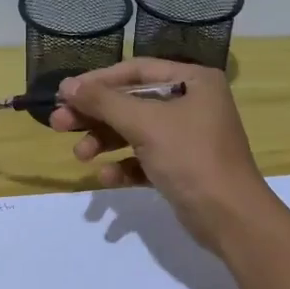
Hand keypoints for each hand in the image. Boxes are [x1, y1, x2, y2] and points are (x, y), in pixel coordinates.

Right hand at [50, 59, 274, 254]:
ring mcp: (188, 136)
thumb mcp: (145, 124)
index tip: (65, 94)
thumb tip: (67, 85)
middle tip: (59, 124)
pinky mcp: (182, 167)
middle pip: (132, 101)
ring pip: (135, 131)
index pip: (136, 70)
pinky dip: (124, 165)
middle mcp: (192, 103)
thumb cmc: (191, 158)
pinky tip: (107, 177)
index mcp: (193, 81)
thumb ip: (104, 102)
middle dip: (96, 115)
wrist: (231, 218)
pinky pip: (145, 159)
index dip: (98, 81)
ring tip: (81, 155)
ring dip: (105, 141)